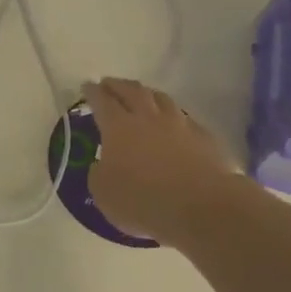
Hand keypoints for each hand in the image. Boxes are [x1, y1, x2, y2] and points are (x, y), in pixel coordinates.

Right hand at [83, 78, 239, 244]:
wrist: (202, 207)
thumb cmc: (144, 201)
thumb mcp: (104, 194)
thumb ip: (98, 174)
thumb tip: (101, 164)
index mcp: (118, 128)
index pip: (102, 101)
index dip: (92, 92)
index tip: (87, 85)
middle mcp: (148, 118)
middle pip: (132, 91)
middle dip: (118, 85)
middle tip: (109, 83)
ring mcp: (179, 125)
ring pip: (161, 98)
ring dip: (148, 94)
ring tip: (141, 95)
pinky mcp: (204, 137)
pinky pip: (184, 118)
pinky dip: (174, 115)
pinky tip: (174, 122)